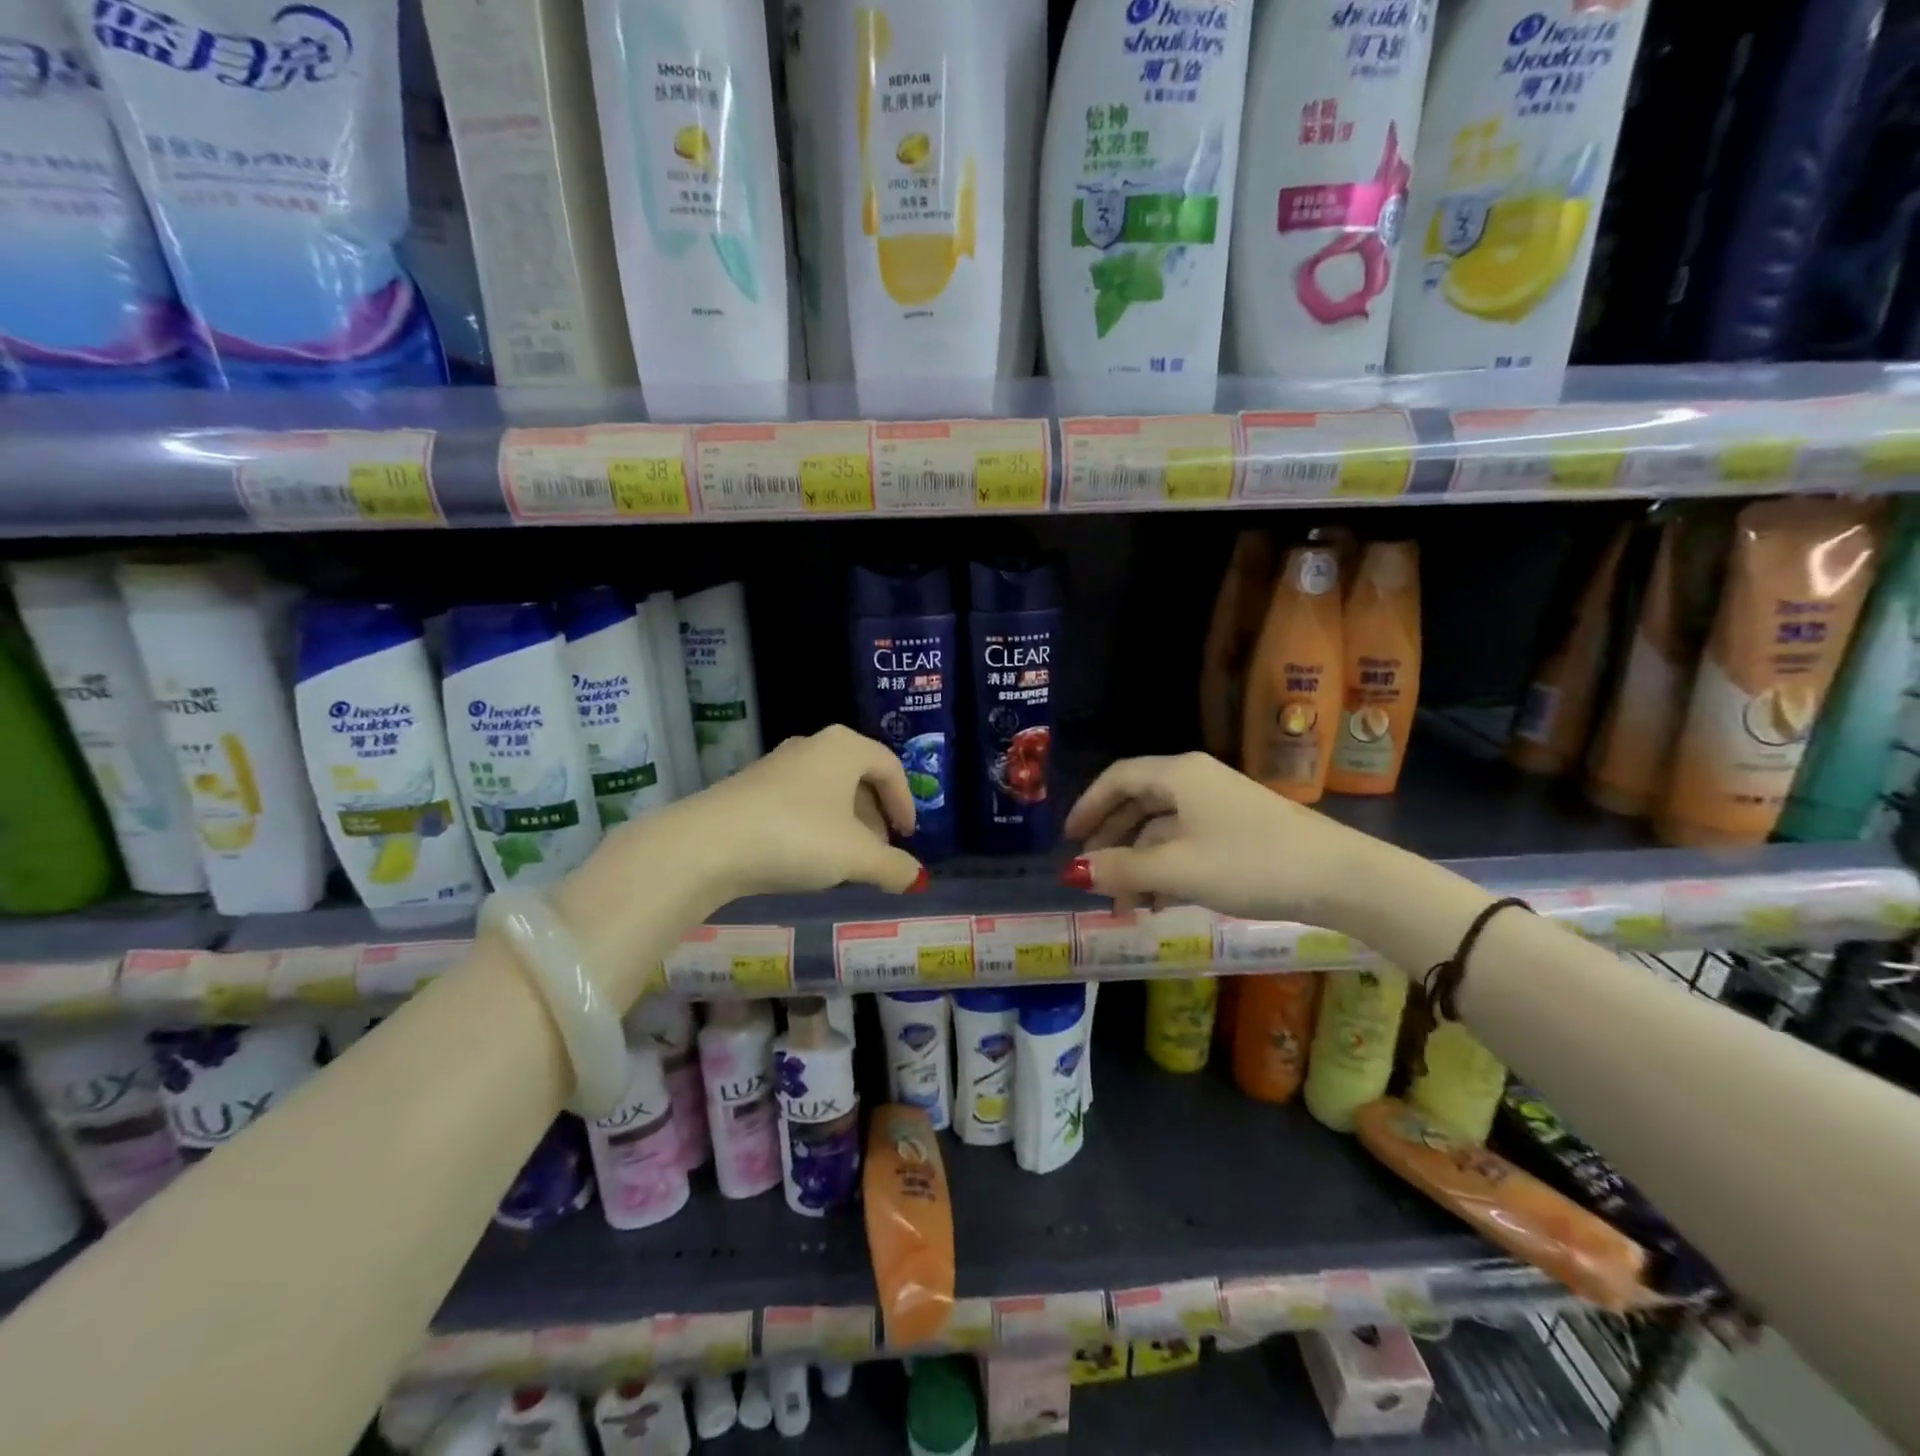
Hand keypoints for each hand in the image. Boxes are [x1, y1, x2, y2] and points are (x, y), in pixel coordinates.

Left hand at [664, 724, 927, 901]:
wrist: (708, 845)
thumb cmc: (797, 836)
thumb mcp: (857, 856)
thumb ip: (893, 866)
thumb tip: (915, 878)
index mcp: (844, 748)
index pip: (890, 767)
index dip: (906, 803)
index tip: (908, 837)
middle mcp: (812, 747)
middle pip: (858, 778)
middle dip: (875, 818)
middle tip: (879, 853)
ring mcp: (776, 766)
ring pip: (827, 793)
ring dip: (845, 826)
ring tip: (846, 862)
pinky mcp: (749, 789)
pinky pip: (798, 804)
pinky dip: (815, 828)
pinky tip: (808, 860)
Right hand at [1064, 752, 1376, 926]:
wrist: (1340, 877)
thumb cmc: (1249, 863)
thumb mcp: (1176, 869)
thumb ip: (1121, 870)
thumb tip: (1073, 873)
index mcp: (1178, 775)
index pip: (1117, 779)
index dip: (1088, 807)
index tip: (1068, 840)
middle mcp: (1196, 781)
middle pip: (1138, 803)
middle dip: (1112, 841)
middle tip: (1093, 876)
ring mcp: (1220, 805)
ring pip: (1163, 828)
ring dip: (1139, 863)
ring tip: (1126, 905)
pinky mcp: (1240, 830)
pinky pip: (1188, 842)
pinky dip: (1167, 869)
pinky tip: (1162, 903)